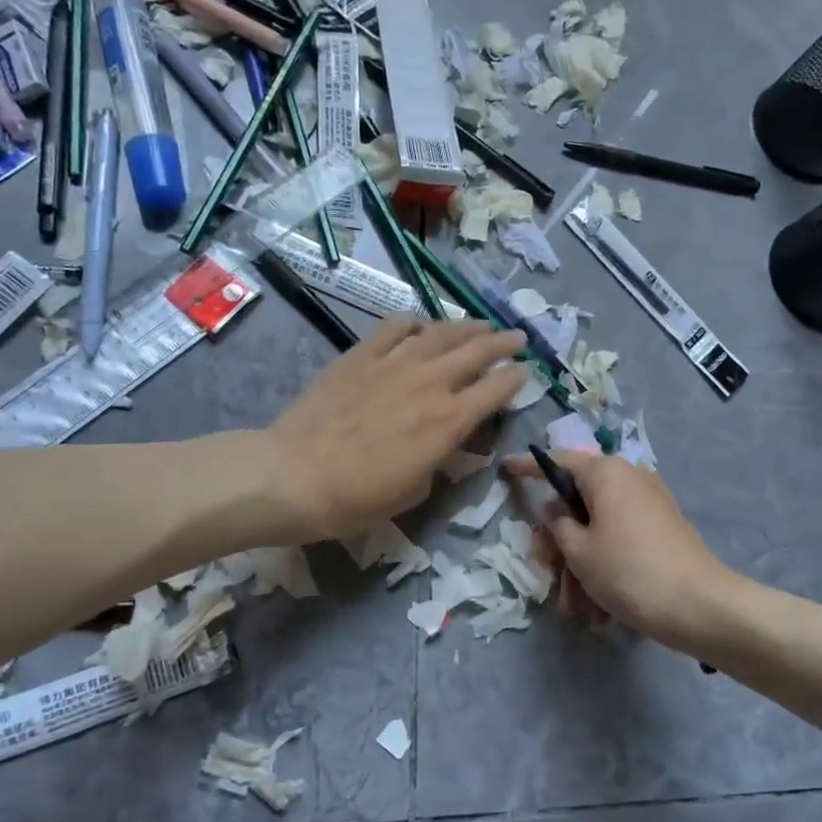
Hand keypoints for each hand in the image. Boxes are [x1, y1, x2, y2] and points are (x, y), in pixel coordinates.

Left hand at [266, 318, 525, 543]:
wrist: (295, 475)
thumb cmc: (357, 498)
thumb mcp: (414, 491)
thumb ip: (438, 460)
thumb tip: (444, 443)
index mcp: (448, 421)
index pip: (495, 391)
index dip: (516, 379)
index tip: (526, 373)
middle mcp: (429, 383)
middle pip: (477, 352)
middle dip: (504, 343)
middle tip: (518, 337)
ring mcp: (394, 363)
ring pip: (441, 333)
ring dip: (467, 327)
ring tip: (481, 325)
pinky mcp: (361, 355)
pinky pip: (395, 328)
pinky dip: (414, 324)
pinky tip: (420, 326)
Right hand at [504, 449, 732, 655]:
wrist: (699, 606)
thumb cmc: (628, 571)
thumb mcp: (578, 551)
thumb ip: (557, 524)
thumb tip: (555, 509)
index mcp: (605, 473)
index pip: (557, 461)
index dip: (529, 467)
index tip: (506, 468)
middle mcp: (628, 478)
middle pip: (578, 501)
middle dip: (559, 541)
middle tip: (548, 571)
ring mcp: (649, 503)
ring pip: (599, 528)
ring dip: (582, 566)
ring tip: (578, 611)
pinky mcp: (663, 528)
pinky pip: (621, 540)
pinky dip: (605, 567)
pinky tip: (601, 610)